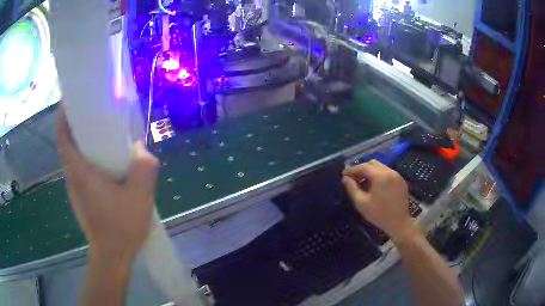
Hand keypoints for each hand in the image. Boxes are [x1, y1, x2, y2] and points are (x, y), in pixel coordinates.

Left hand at [57, 107, 158, 263]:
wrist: (113, 257)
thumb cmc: (121, 227)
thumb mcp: (140, 196)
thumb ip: (144, 167)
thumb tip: (142, 150)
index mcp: (80, 172)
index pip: (63, 138)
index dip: (63, 117)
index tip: (70, 100)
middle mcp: (73, 178)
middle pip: (69, 145)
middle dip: (77, 125)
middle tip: (95, 112)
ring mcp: (76, 190)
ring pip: (75, 158)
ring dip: (84, 143)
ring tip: (104, 135)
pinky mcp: (82, 198)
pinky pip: (82, 171)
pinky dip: (90, 160)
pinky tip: (108, 166)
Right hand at [342, 160, 418, 243]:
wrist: (399, 223)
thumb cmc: (379, 214)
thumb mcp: (361, 203)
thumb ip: (352, 188)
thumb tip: (345, 178)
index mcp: (380, 176)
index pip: (363, 166)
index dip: (352, 169)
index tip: (343, 174)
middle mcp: (390, 171)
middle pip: (372, 163)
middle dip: (361, 169)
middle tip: (353, 179)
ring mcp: (397, 175)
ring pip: (380, 167)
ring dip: (370, 172)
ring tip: (363, 183)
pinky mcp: (401, 180)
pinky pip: (387, 172)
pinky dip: (379, 175)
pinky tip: (375, 186)